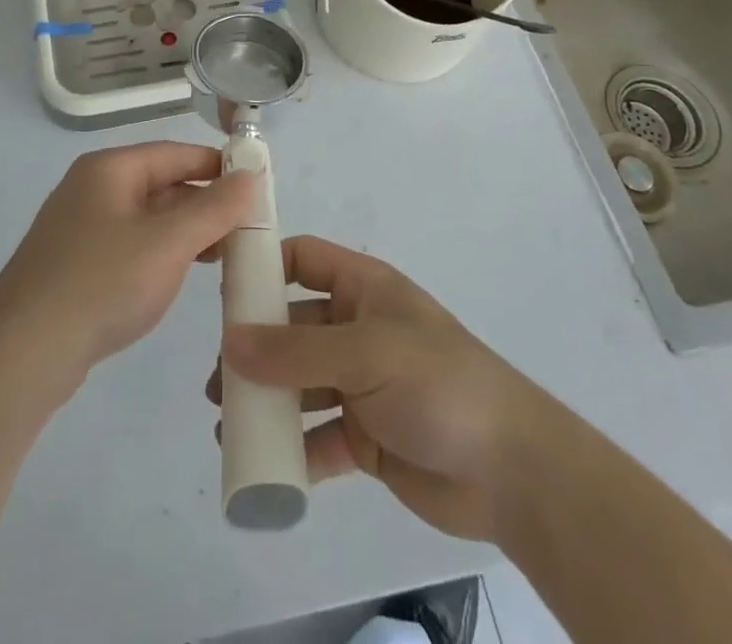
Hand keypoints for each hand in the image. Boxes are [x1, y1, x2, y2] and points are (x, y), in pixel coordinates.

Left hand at [0, 142, 255, 393]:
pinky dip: (160, 255)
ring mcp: (80, 228)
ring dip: (186, 232)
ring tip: (224, 257)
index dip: (218, 166)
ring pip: (147, 218)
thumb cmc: (101, 284)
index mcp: (109, 169)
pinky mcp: (75, 266)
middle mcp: (92, 189)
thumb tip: (250, 176)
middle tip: (247, 230)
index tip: (257, 188)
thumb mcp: (168, 243)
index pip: (176, 153)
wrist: (21, 355)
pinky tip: (180, 277)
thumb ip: (214, 208)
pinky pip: (130, 246)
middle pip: (161, 183)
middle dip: (205, 205)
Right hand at [211, 236, 549, 542]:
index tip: (222, 290)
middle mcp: (358, 330)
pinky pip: (317, 436)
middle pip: (294, 326)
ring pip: (300, 384)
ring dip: (267, 401)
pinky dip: (292, 450)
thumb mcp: (366, 353)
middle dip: (255, 348)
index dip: (265, 266)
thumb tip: (230, 341)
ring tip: (228, 421)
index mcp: (364, 290)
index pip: (305, 260)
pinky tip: (264, 466)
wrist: (511, 471)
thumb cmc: (437, 383)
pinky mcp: (366, 437)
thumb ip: (297, 350)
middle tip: (219, 377)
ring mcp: (362, 385)